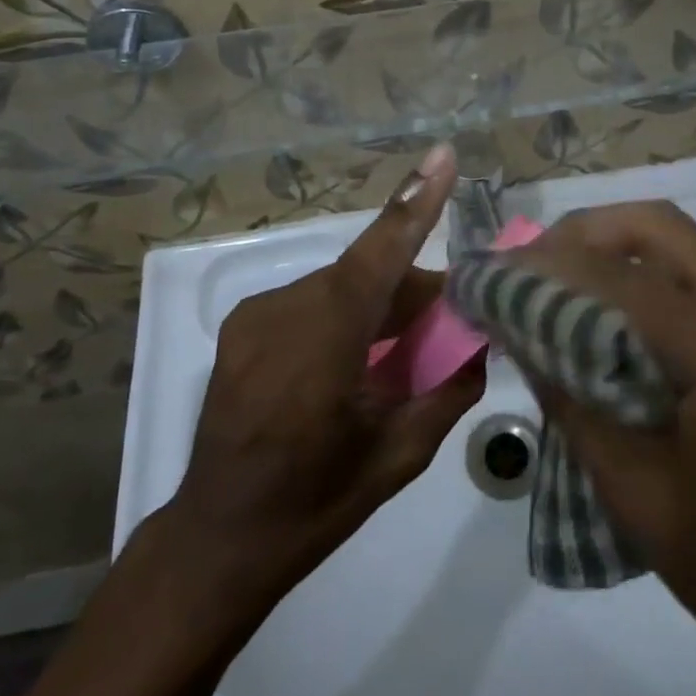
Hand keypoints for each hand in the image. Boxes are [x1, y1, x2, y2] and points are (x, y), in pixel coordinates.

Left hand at [164, 143, 485, 613]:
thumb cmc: (315, 504)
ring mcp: (257, 314)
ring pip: (338, 287)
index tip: (443, 155)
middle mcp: (286, 310)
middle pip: (366, 274)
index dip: (415, 204)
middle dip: (410, 289)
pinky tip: (348, 359)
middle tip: (449, 321)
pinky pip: (310, 301)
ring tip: (397, 352)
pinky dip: (342, 315)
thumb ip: (447, 392)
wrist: (217, 540)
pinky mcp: (241, 324)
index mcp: (325, 342)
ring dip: (375, 305)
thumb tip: (479, 346)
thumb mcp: (398, 458)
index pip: (380, 256)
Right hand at [520, 202, 695, 652]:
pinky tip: (617, 303)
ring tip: (566, 271)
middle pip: (662, 227)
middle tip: (537, 259)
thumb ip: (569, 395)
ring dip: (619, 243)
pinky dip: (652, 270)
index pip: (625, 280)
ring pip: (686, 240)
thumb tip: (519, 327)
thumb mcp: (630, 487)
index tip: (503, 270)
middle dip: (589, 230)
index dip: (554, 266)